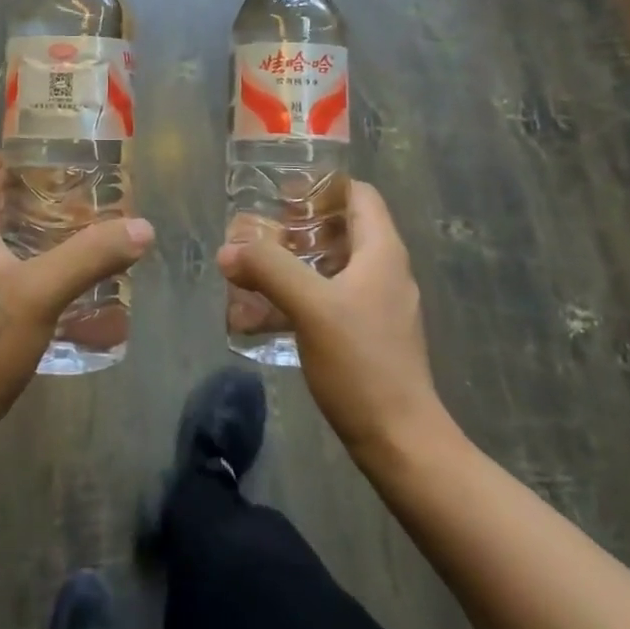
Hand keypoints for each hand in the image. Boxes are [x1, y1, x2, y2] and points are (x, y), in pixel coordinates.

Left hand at [0, 152, 154, 461]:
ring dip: (41, 233)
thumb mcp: (40, 294)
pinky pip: (4, 271)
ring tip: (87, 237)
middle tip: (90, 200)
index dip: (24, 155)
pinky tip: (66, 285)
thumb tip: (143, 227)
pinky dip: (34, 266)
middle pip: (0, 200)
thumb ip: (90, 256)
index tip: (68, 161)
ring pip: (3, 238)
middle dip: (44, 195)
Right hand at [217, 182, 443, 462]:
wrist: (401, 442)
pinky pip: (330, 298)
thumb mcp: (311, 307)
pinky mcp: (367, 335)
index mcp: (381, 252)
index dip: (322, 186)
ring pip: (332, 265)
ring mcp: (377, 305)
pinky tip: (267, 311)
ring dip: (294, 261)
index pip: (358, 194)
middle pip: (341, 228)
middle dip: (298, 226)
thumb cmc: (362, 364)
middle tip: (257, 230)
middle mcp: (384, 270)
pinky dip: (300, 294)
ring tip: (254, 268)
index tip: (281, 191)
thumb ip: (268, 270)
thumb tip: (228, 250)